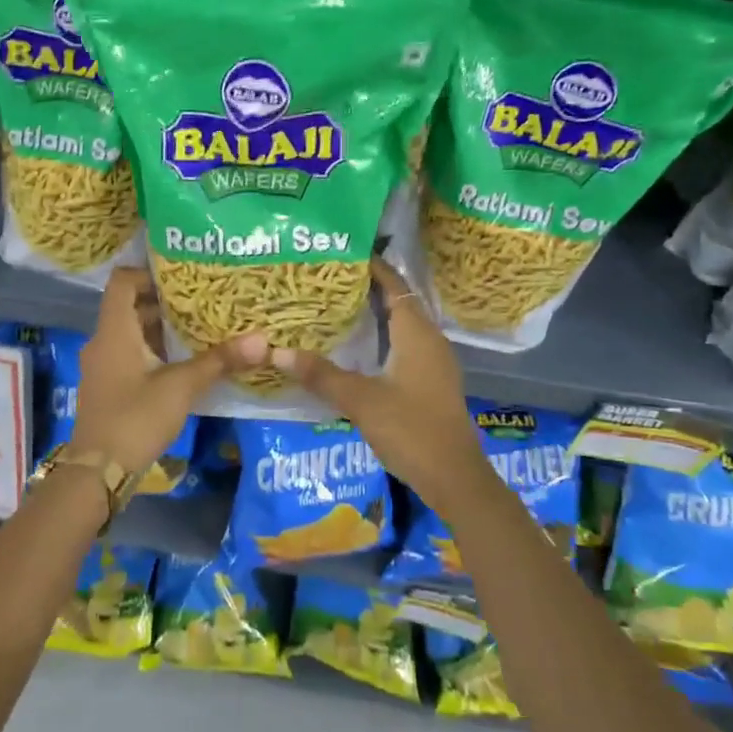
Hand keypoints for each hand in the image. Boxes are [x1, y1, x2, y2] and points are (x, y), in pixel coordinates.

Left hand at [67, 268, 265, 480]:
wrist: (98, 472)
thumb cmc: (136, 418)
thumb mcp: (181, 387)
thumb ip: (219, 361)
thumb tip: (261, 340)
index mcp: (114, 331)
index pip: (122, 282)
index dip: (148, 274)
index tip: (181, 279)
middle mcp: (103, 342)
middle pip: (129, 307)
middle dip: (164, 303)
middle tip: (201, 301)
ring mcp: (102, 366)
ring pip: (130, 333)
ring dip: (160, 329)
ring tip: (198, 328)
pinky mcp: (107, 387)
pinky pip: (129, 355)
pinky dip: (153, 351)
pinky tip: (182, 362)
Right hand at [270, 259, 492, 509]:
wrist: (454, 478)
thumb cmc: (412, 431)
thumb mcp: (361, 401)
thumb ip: (321, 375)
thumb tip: (278, 352)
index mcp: (418, 334)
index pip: (395, 286)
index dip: (373, 268)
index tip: (343, 253)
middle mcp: (430, 340)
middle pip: (399, 302)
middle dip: (368, 288)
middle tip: (330, 280)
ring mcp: (433, 363)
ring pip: (402, 325)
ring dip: (375, 314)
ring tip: (338, 307)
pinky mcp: (430, 383)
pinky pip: (404, 346)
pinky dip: (382, 337)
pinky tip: (357, 348)